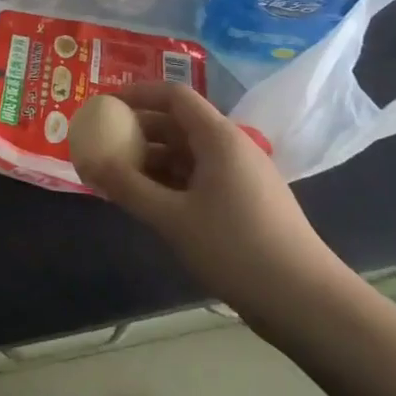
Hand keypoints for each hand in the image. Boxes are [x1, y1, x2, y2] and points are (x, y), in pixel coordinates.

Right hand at [77, 82, 353, 338]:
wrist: (306, 302)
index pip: (174, 96)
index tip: (103, 105)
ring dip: (152, 161)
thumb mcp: (173, 218)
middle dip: (138, 131)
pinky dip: (170, 183)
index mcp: (219, 138)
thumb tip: (89, 162)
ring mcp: (242, 176)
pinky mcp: (246, 203)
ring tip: (117, 178)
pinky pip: (199, 179)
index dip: (137, 94)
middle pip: (178, 124)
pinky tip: (148, 203)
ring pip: (187, 155)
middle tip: (102, 145)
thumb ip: (128, 187)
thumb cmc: (236, 248)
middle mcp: (232, 148)